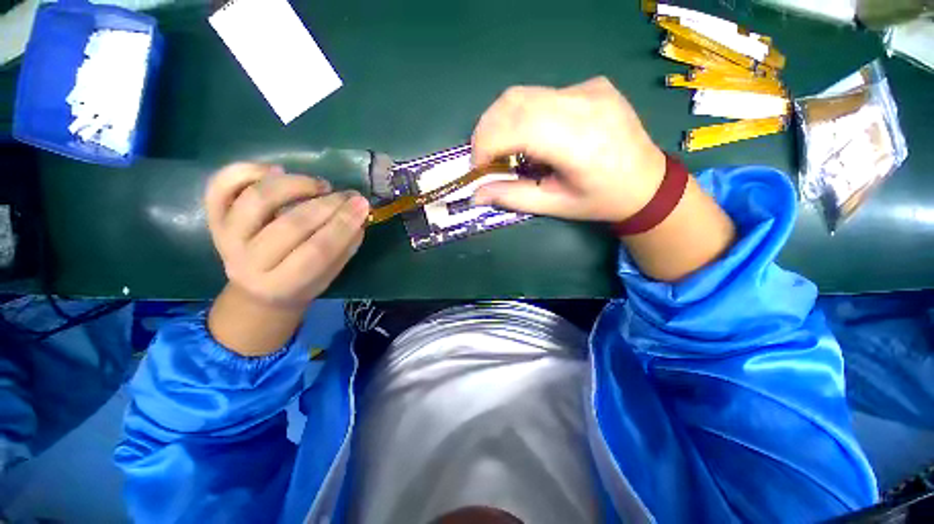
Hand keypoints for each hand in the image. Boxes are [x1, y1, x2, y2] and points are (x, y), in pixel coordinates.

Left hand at [205, 163, 369, 309]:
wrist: (256, 292)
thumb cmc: (301, 284)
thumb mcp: (329, 274)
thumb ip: (345, 246)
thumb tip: (359, 214)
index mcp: (283, 284)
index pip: (318, 251)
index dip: (343, 224)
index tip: (363, 205)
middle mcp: (249, 262)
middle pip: (291, 225)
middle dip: (327, 205)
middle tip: (349, 195)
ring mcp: (226, 238)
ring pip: (256, 200)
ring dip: (295, 185)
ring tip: (320, 185)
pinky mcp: (214, 219)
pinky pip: (221, 186)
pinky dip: (248, 170)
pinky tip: (277, 171)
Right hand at [471, 76, 666, 222]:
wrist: (648, 183)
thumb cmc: (600, 201)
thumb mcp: (554, 205)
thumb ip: (512, 197)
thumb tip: (475, 195)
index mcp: (577, 142)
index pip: (515, 127)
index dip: (485, 145)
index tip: (477, 168)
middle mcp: (583, 104)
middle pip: (513, 101)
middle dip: (486, 131)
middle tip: (484, 158)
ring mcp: (589, 89)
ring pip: (524, 94)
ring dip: (501, 120)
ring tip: (502, 148)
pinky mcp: (591, 85)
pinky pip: (542, 94)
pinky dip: (523, 115)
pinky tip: (532, 136)